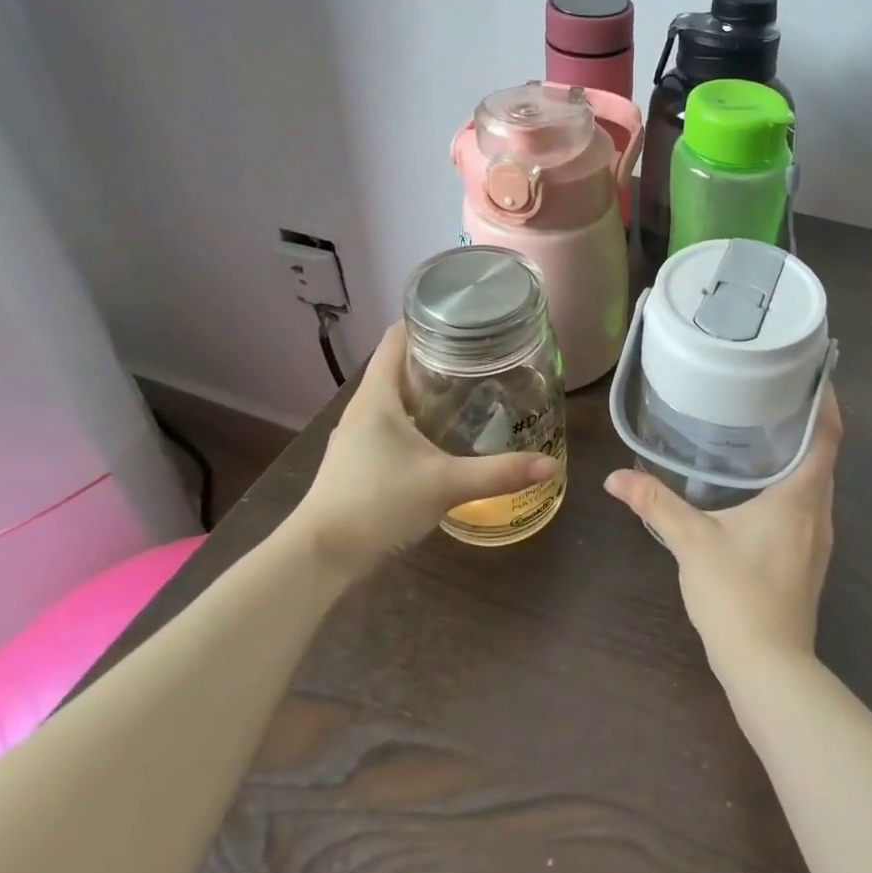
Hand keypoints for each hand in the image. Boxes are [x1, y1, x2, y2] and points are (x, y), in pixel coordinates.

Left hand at [292, 323, 558, 567]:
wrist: (321, 557)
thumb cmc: (378, 503)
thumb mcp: (445, 484)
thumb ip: (499, 473)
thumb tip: (550, 464)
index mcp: (377, 396)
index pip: (396, 338)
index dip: (427, 319)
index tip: (464, 315)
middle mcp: (363, 408)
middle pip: (399, 365)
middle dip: (438, 355)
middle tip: (482, 352)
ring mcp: (357, 436)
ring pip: (395, 397)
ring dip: (427, 389)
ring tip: (470, 387)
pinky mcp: (358, 460)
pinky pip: (391, 423)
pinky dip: (417, 418)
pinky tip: (443, 434)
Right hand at [604, 385, 841, 673]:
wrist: (769, 669)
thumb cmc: (737, 594)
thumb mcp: (692, 541)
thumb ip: (656, 502)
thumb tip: (616, 477)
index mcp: (800, 496)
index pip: (827, 435)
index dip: (826, 400)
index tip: (812, 372)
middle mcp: (819, 512)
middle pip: (825, 455)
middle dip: (808, 422)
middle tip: (777, 391)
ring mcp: (818, 540)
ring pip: (817, 482)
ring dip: (801, 454)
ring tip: (768, 429)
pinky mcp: (809, 560)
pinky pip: (808, 505)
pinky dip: (794, 483)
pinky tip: (763, 487)